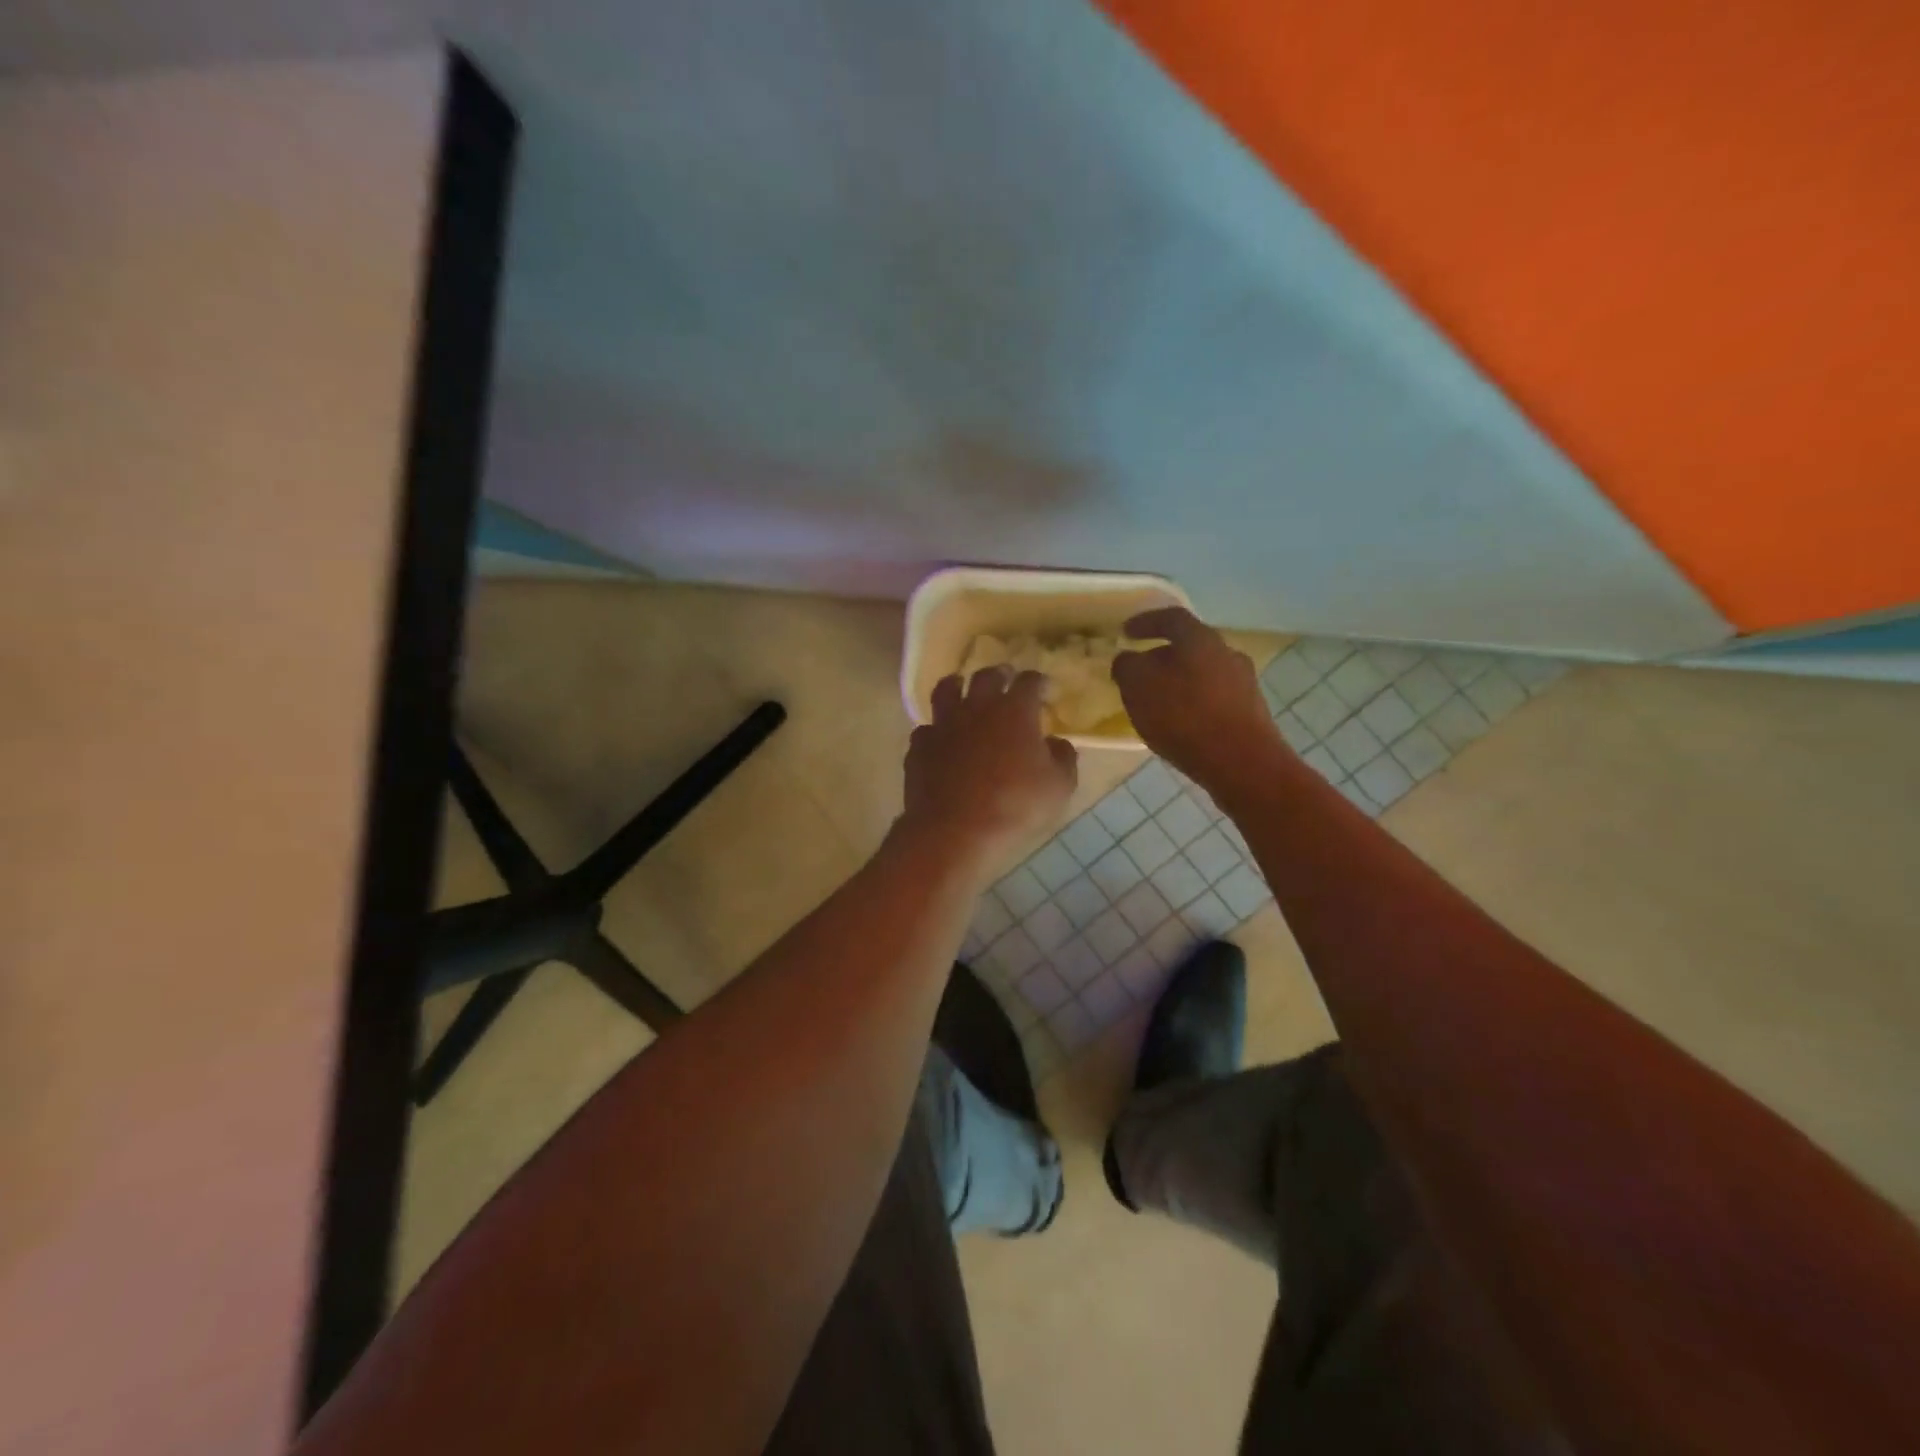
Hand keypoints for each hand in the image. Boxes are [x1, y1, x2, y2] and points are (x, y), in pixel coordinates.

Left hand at [898, 669, 1077, 880]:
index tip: (1044, 688)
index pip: (1029, 682)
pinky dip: (935, 729)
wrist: (956, 831)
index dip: (1038, 681)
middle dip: (999, 675)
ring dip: (957, 686)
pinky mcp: (920, 747)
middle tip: (1005, 678)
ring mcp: (943, 725)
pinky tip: (940, 738)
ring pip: (946, 691)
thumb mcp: (1058, 787)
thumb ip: (1063, 758)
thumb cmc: (1015, 806)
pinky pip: (926, 728)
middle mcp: (976, 708)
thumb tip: (1057, 743)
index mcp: (1014, 711)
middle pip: (986, 677)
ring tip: (961, 687)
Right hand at [1111, 607, 1283, 792]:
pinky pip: (1214, 699)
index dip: (1146, 622)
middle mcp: (1227, 654)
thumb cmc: (1184, 717)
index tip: (1126, 632)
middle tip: (1140, 672)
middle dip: (1162, 657)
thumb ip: (1127, 666)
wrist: (1242, 764)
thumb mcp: (1138, 687)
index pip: (1171, 618)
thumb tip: (1128, 659)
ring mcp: (1244, 684)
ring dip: (1179, 682)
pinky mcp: (1250, 714)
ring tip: (1157, 703)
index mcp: (1200, 639)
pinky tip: (1180, 725)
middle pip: (1190, 647)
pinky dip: (1193, 704)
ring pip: (1203, 674)